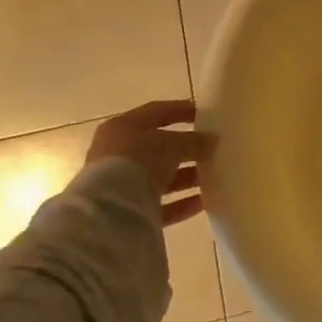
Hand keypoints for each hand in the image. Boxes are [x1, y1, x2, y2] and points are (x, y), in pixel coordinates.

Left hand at [87, 100, 213, 227]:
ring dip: (186, 177)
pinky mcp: (126, 212)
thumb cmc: (138, 160)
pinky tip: (203, 202)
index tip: (205, 113)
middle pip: (158, 147)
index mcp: (123, 127)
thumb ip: (193, 140)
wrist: (109, 209)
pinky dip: (180, 203)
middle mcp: (117, 153)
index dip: (181, 110)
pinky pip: (158, 204)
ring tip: (212, 176)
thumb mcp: (172, 143)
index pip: (156, 112)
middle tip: (211, 149)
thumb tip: (210, 140)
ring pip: (159, 177)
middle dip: (186, 148)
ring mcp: (119, 184)